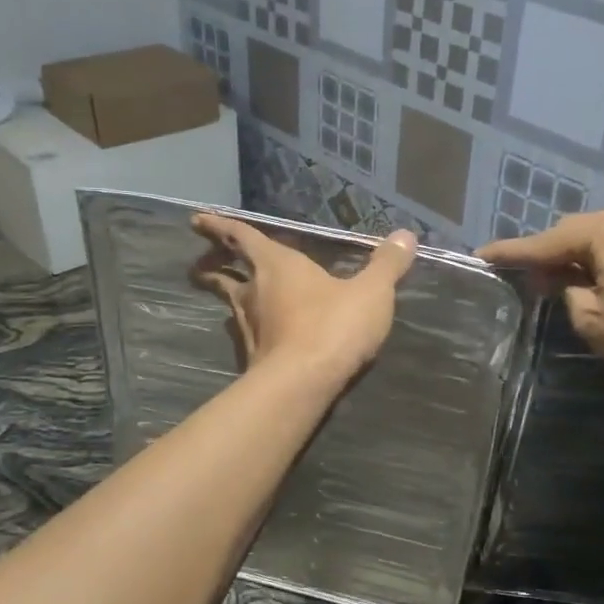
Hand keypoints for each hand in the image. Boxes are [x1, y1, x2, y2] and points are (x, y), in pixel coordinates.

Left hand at [192, 213, 417, 381]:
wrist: (304, 384)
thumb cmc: (334, 326)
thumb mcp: (371, 292)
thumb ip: (387, 264)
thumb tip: (406, 235)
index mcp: (277, 265)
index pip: (241, 237)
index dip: (219, 226)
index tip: (197, 219)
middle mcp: (255, 292)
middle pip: (225, 273)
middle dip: (212, 264)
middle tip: (202, 261)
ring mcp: (249, 327)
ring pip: (231, 304)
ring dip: (228, 295)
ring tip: (232, 294)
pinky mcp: (253, 357)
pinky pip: (245, 332)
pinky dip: (247, 326)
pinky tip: (258, 333)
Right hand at [479, 209, 603, 381]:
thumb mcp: (592, 319)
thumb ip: (568, 294)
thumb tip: (568, 282)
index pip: (545, 241)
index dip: (511, 252)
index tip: (481, 254)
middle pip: (575, 234)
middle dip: (548, 255)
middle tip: (525, 279)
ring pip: (602, 241)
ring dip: (578, 260)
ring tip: (559, 284)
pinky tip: (599, 285)